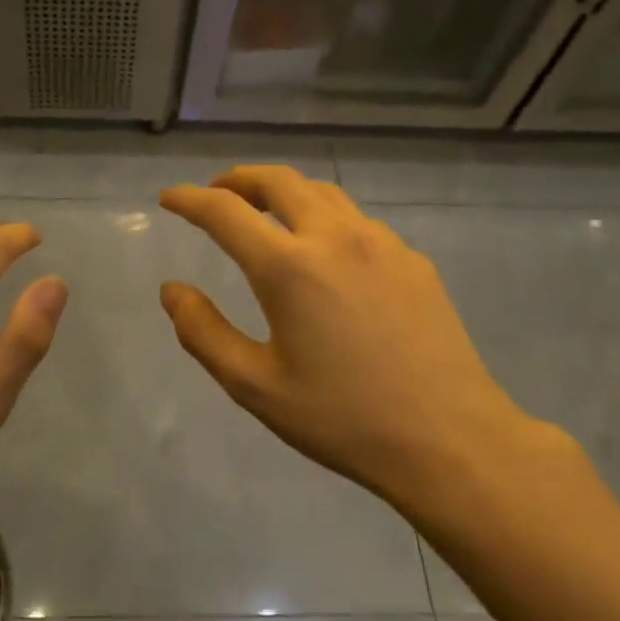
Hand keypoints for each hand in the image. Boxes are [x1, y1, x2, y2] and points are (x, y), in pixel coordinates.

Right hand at [159, 166, 570, 516]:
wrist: (451, 441)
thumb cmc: (342, 419)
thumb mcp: (255, 386)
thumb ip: (202, 332)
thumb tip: (172, 290)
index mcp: (289, 267)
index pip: (224, 211)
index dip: (189, 199)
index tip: (169, 197)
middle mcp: (334, 238)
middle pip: (278, 180)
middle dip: (238, 179)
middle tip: (216, 193)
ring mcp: (381, 243)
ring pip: (322, 193)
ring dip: (283, 191)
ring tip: (264, 211)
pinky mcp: (413, 260)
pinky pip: (356, 220)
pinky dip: (323, 217)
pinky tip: (323, 251)